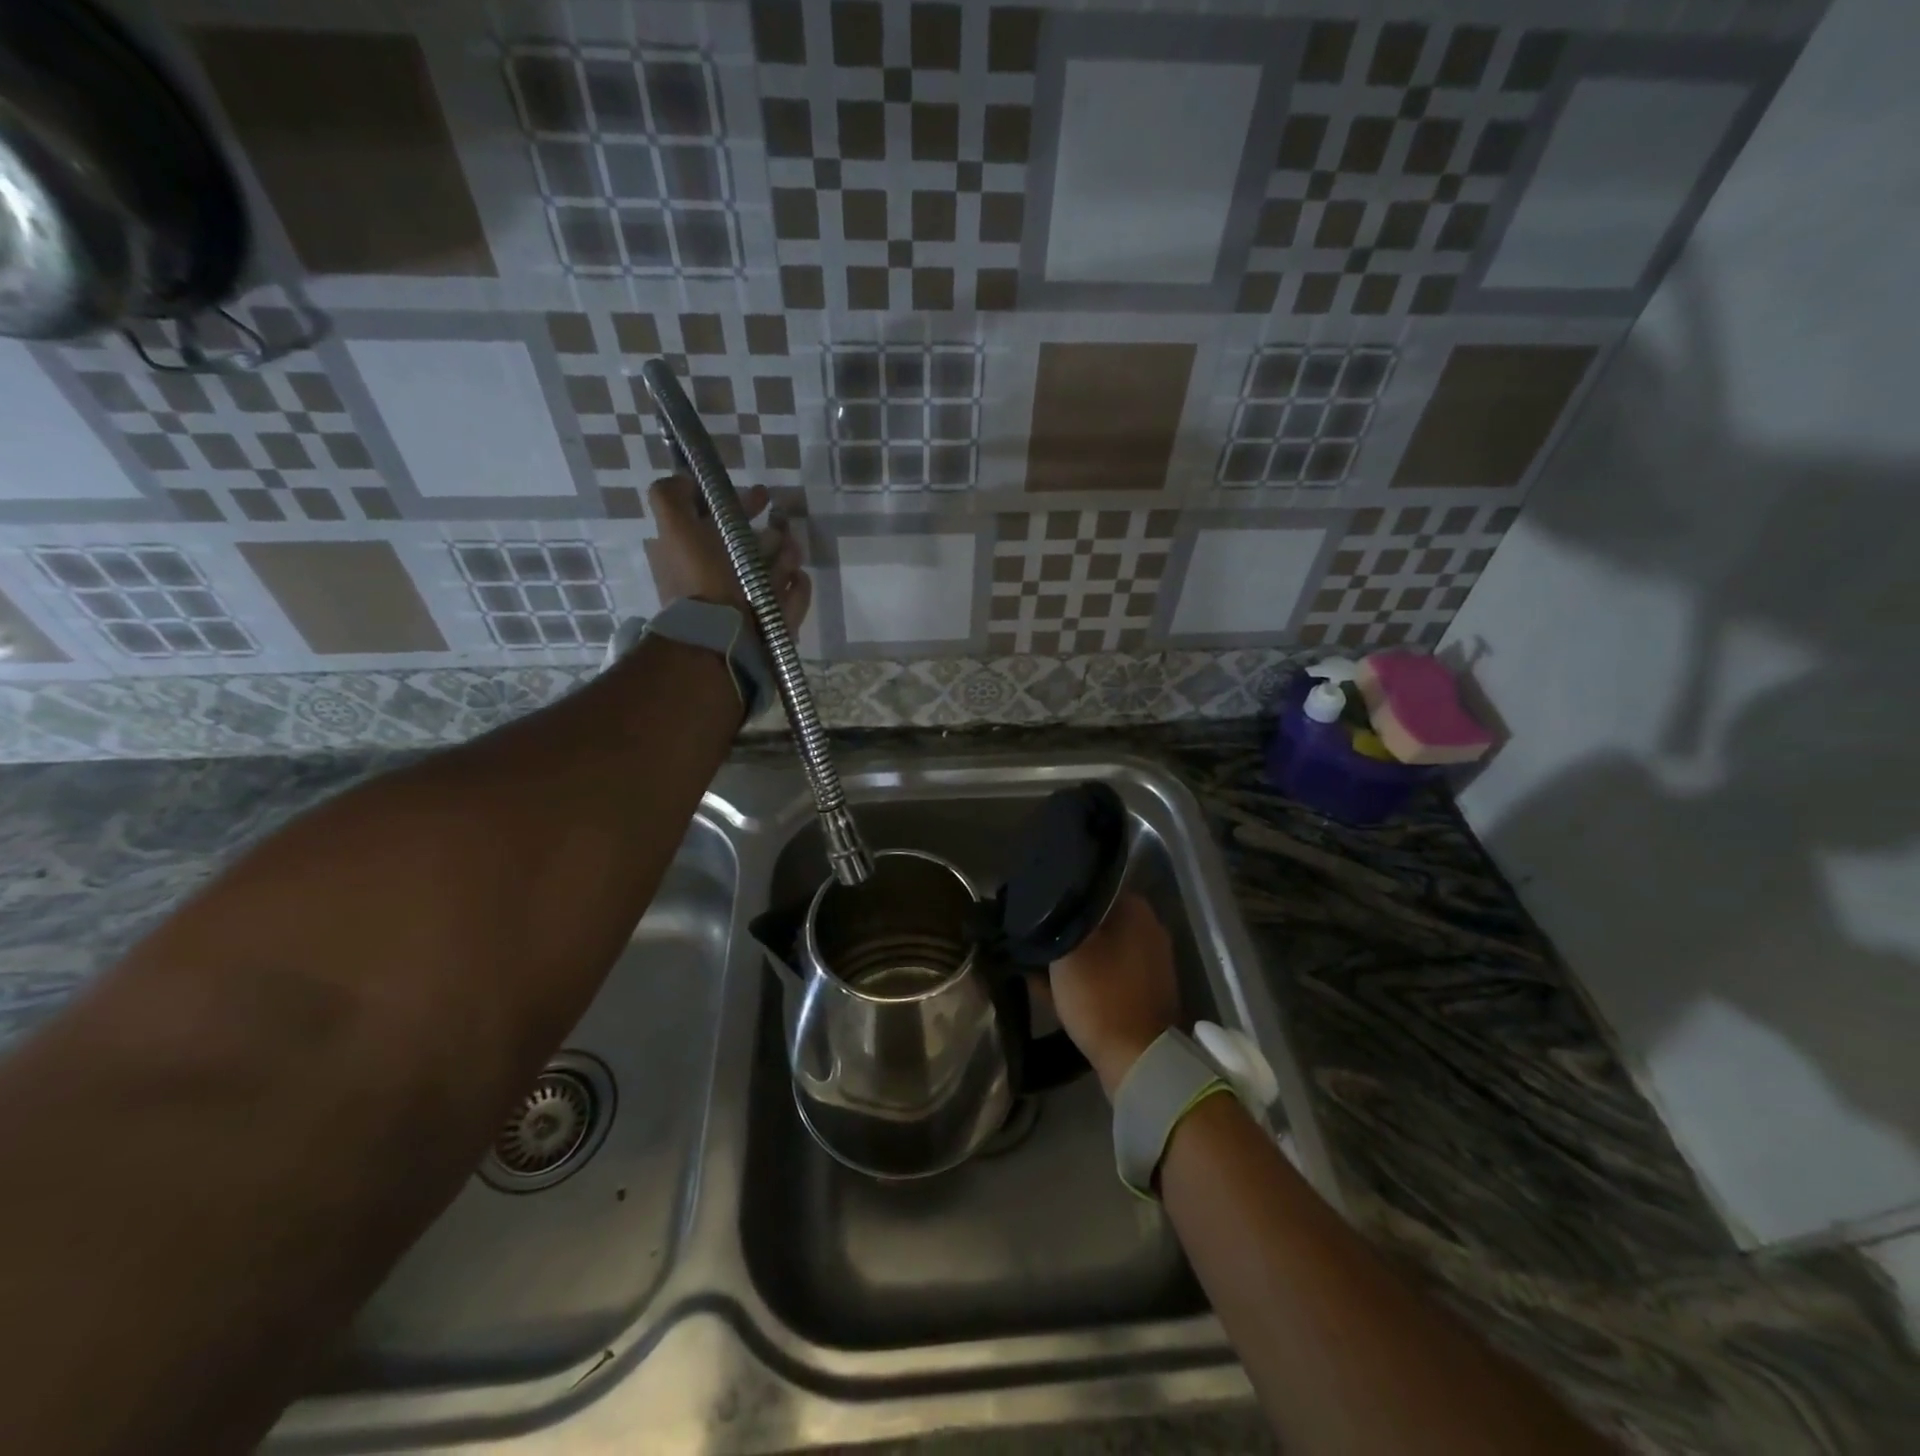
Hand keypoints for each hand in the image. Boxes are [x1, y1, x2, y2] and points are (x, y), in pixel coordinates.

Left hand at [648, 475, 810, 637]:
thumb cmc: (702, 578)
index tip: (761, 494)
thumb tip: (687, 481)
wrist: (724, 635)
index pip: (722, 524)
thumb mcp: (674, 528)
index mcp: (698, 557)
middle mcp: (723, 579)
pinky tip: (796, 577)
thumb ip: (672, 497)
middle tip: (784, 527)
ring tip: (789, 555)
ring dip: (786, 556)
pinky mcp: (776, 620)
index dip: (740, 504)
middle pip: (756, 546)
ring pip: (778, 567)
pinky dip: (796, 586)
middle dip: (771, 533)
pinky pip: (794, 594)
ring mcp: (752, 601)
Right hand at [1048, 892, 1180, 1097]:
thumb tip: (1047, 902)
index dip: (1061, 896)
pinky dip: (1087, 978)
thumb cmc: (1100, 994)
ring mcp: (1151, 962)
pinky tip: (1056, 989)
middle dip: (1067, 929)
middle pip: (1097, 919)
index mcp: (1136, 909)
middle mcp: (1149, 929)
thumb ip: (1057, 920)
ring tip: (1040, 964)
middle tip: (1036, 938)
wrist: (1137, 1058)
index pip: (1092, 887)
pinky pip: (1108, 974)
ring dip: (1074, 956)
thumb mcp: (1067, 951)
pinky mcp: (1146, 991)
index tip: (1037, 908)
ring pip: (1101, 948)